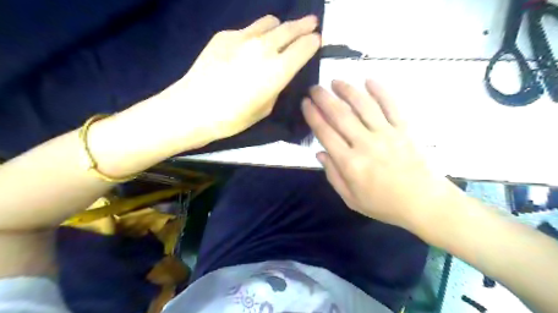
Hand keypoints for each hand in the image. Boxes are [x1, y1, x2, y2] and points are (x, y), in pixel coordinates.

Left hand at [156, 15, 322, 140]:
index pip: (304, 47)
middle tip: (311, 23)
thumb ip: (276, 86)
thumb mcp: (265, 108)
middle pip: (290, 28)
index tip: (317, 40)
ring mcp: (243, 37)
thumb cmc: (233, 117)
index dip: (313, 42)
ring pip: (269, 22)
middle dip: (304, 25)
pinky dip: (255, 35)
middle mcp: (265, 47)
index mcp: (278, 70)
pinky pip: (248, 29)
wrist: (194, 108)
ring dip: (280, 26)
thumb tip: (278, 72)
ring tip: (281, 32)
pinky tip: (248, 48)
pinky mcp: (224, 35)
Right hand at [304, 79, 454, 231]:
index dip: (313, 116)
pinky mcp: (405, 129)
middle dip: (324, 98)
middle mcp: (365, 144)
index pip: (325, 133)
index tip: (305, 103)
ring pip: (363, 106)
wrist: (424, 202)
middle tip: (314, 88)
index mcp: (350, 163)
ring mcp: (387, 134)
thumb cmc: (384, 204)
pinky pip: (391, 105)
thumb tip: (320, 153)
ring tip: (336, 81)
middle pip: (340, 115)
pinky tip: (369, 80)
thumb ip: (333, 175)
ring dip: (347, 90)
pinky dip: (380, 91)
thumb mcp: (351, 199)